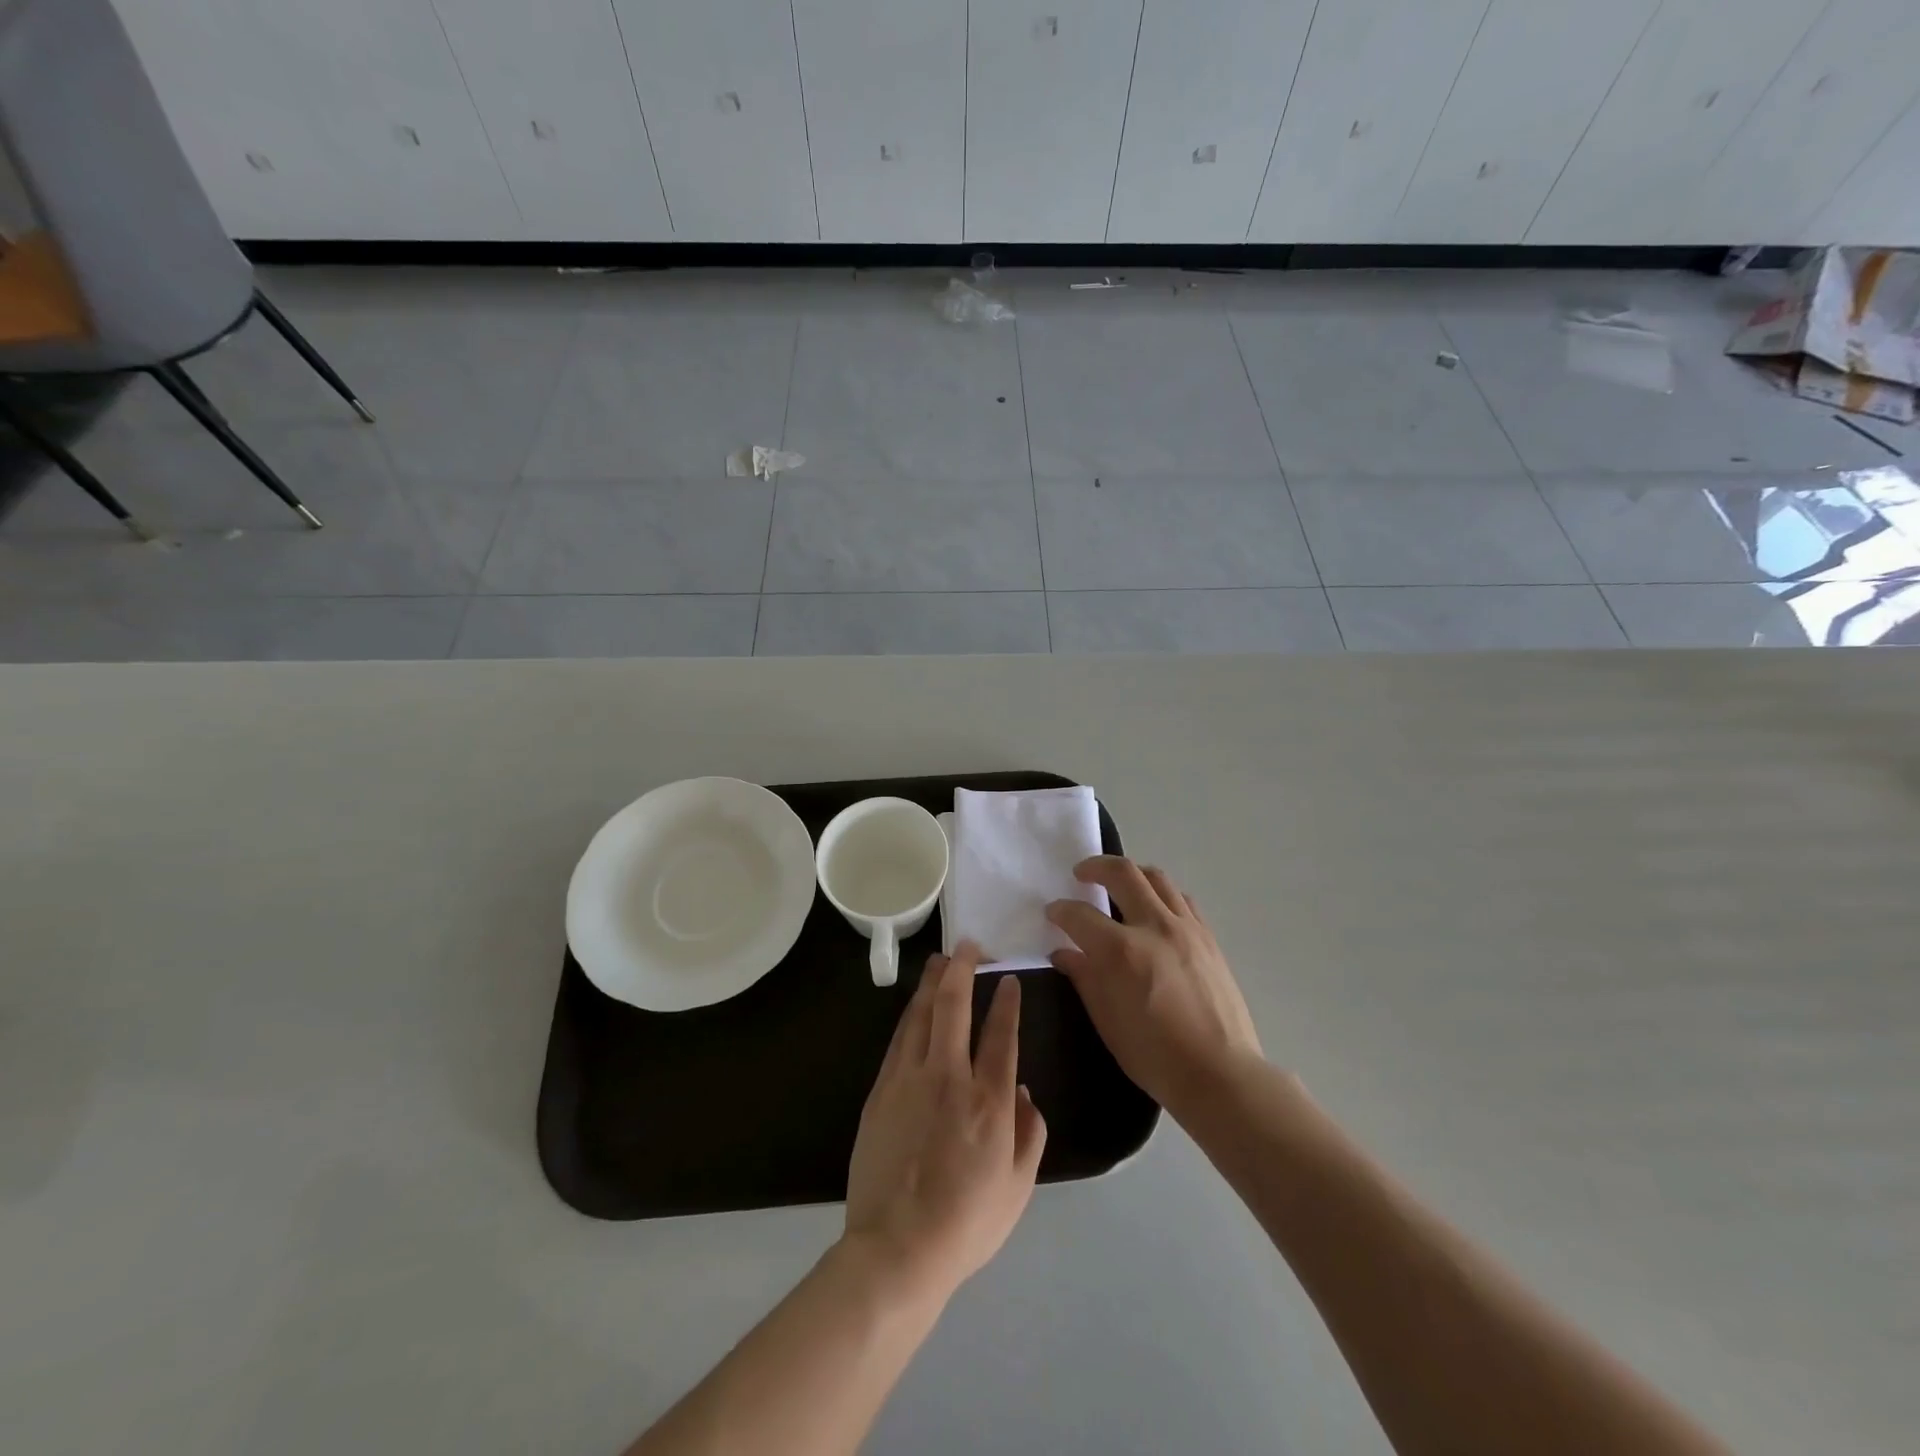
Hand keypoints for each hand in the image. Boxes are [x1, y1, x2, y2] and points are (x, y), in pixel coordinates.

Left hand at [843, 945, 1046, 1301]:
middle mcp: (949, 1077)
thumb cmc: (966, 1222)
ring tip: (940, 961)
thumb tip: (1023, 1090)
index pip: (1001, 1033)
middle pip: (954, 1006)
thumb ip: (1030, 1133)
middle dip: (962, 969)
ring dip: (932, 983)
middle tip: (967, 946)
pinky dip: (911, 1015)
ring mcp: (909, 1080)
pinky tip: (915, 1006)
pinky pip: (899, 1039)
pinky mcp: (881, 1090)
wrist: (896, 1249)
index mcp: (989, 1100)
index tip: (1007, 978)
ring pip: (921, 1014)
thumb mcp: (1018, 1187)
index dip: (1006, 1000)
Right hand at [1046, 857, 1261, 1116]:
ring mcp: (1186, 928)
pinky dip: (1161, 893)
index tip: (1053, 913)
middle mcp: (1154, 927)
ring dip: (1131, 873)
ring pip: (1156, 878)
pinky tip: (1155, 908)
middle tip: (1081, 873)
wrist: (1220, 1074)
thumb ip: (1084, 978)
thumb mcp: (1107, 1021)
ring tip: (1119, 882)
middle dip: (1095, 866)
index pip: (1080, 915)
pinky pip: (1181, 899)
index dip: (1060, 911)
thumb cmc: (1155, 1056)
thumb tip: (1064, 953)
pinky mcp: (1208, 937)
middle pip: (1122, 873)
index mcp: (1122, 951)